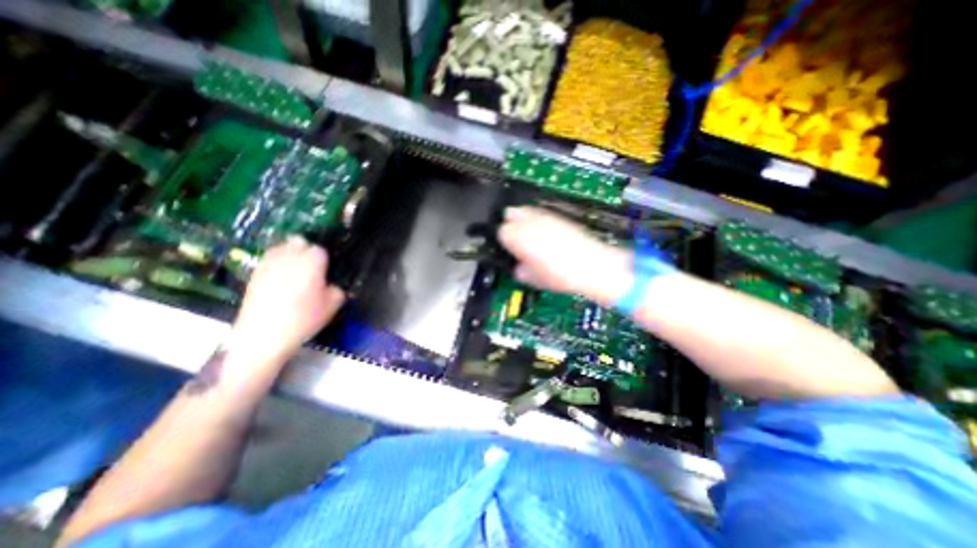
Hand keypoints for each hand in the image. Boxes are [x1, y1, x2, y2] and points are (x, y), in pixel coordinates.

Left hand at [228, 235, 346, 359]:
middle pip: (299, 241)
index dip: (325, 259)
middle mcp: (290, 257)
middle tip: (313, 266)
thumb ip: (337, 288)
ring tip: (296, 269)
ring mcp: (269, 263)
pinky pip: (269, 259)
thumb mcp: (333, 305)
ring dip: (291, 253)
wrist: (264, 336)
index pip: (320, 249)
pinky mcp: (255, 273)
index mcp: (312, 262)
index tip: (327, 270)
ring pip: (282, 246)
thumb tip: (332, 283)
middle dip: (307, 249)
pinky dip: (277, 262)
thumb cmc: (304, 318)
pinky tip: (281, 277)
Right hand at [497, 207, 633, 305]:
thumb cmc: (561, 275)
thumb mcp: (531, 278)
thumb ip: (518, 269)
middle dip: (510, 225)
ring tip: (531, 237)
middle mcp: (528, 222)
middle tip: (515, 240)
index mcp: (516, 236)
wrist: (592, 267)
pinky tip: (545, 235)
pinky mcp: (559, 216)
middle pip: (509, 214)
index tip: (508, 250)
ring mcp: (545, 216)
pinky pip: (541, 214)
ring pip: (525, 210)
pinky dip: (539, 221)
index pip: (500, 231)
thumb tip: (519, 266)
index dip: (503, 242)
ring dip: (524, 222)